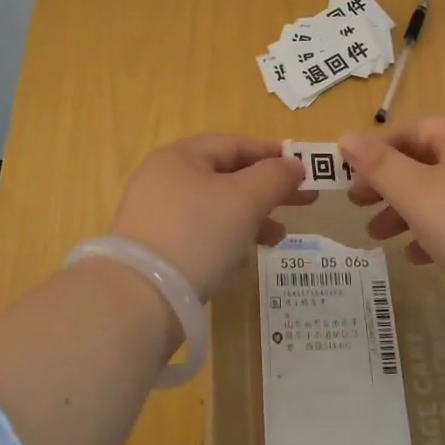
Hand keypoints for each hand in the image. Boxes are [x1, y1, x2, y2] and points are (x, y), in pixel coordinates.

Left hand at [108, 135, 309, 301]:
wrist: (139, 300)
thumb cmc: (197, 234)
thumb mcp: (245, 199)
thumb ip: (274, 176)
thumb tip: (293, 164)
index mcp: (180, 157)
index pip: (232, 144)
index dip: (270, 153)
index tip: (303, 168)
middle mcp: (163, 179)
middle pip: (225, 176)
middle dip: (266, 189)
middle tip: (304, 202)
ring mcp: (156, 215)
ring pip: (215, 207)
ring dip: (251, 218)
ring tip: (279, 237)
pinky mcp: (155, 248)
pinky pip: (200, 234)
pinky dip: (226, 239)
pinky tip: (244, 259)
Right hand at [339, 117, 444, 308]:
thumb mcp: (415, 194)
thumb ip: (378, 164)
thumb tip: (345, 136)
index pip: (413, 132)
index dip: (377, 153)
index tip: (351, 181)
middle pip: (428, 162)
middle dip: (389, 187)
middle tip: (359, 210)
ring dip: (409, 212)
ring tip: (380, 239)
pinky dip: (440, 229)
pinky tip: (420, 257)